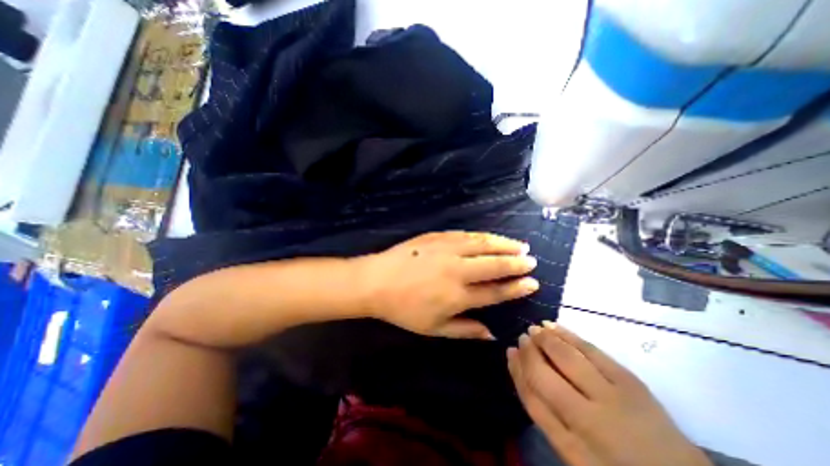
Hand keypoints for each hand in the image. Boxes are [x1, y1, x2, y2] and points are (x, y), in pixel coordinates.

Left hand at [356, 231, 537, 338]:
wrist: (377, 281)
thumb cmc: (404, 309)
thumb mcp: (434, 329)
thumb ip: (465, 330)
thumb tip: (492, 333)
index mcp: (458, 296)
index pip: (496, 291)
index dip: (516, 287)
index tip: (532, 283)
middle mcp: (457, 270)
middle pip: (495, 264)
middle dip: (516, 262)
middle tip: (531, 260)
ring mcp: (447, 249)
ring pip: (483, 245)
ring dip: (503, 244)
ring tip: (519, 245)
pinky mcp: (437, 237)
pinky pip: (465, 234)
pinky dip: (481, 236)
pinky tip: (490, 237)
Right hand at [506, 323, 712, 465]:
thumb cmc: (614, 465)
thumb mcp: (572, 452)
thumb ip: (544, 414)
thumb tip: (521, 370)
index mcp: (571, 446)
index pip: (531, 398)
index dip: (516, 371)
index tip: (510, 352)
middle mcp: (588, 420)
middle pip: (544, 375)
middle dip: (528, 352)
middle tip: (522, 337)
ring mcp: (613, 398)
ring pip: (566, 358)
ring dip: (545, 339)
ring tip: (534, 329)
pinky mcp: (631, 382)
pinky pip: (591, 351)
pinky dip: (569, 335)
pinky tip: (554, 326)